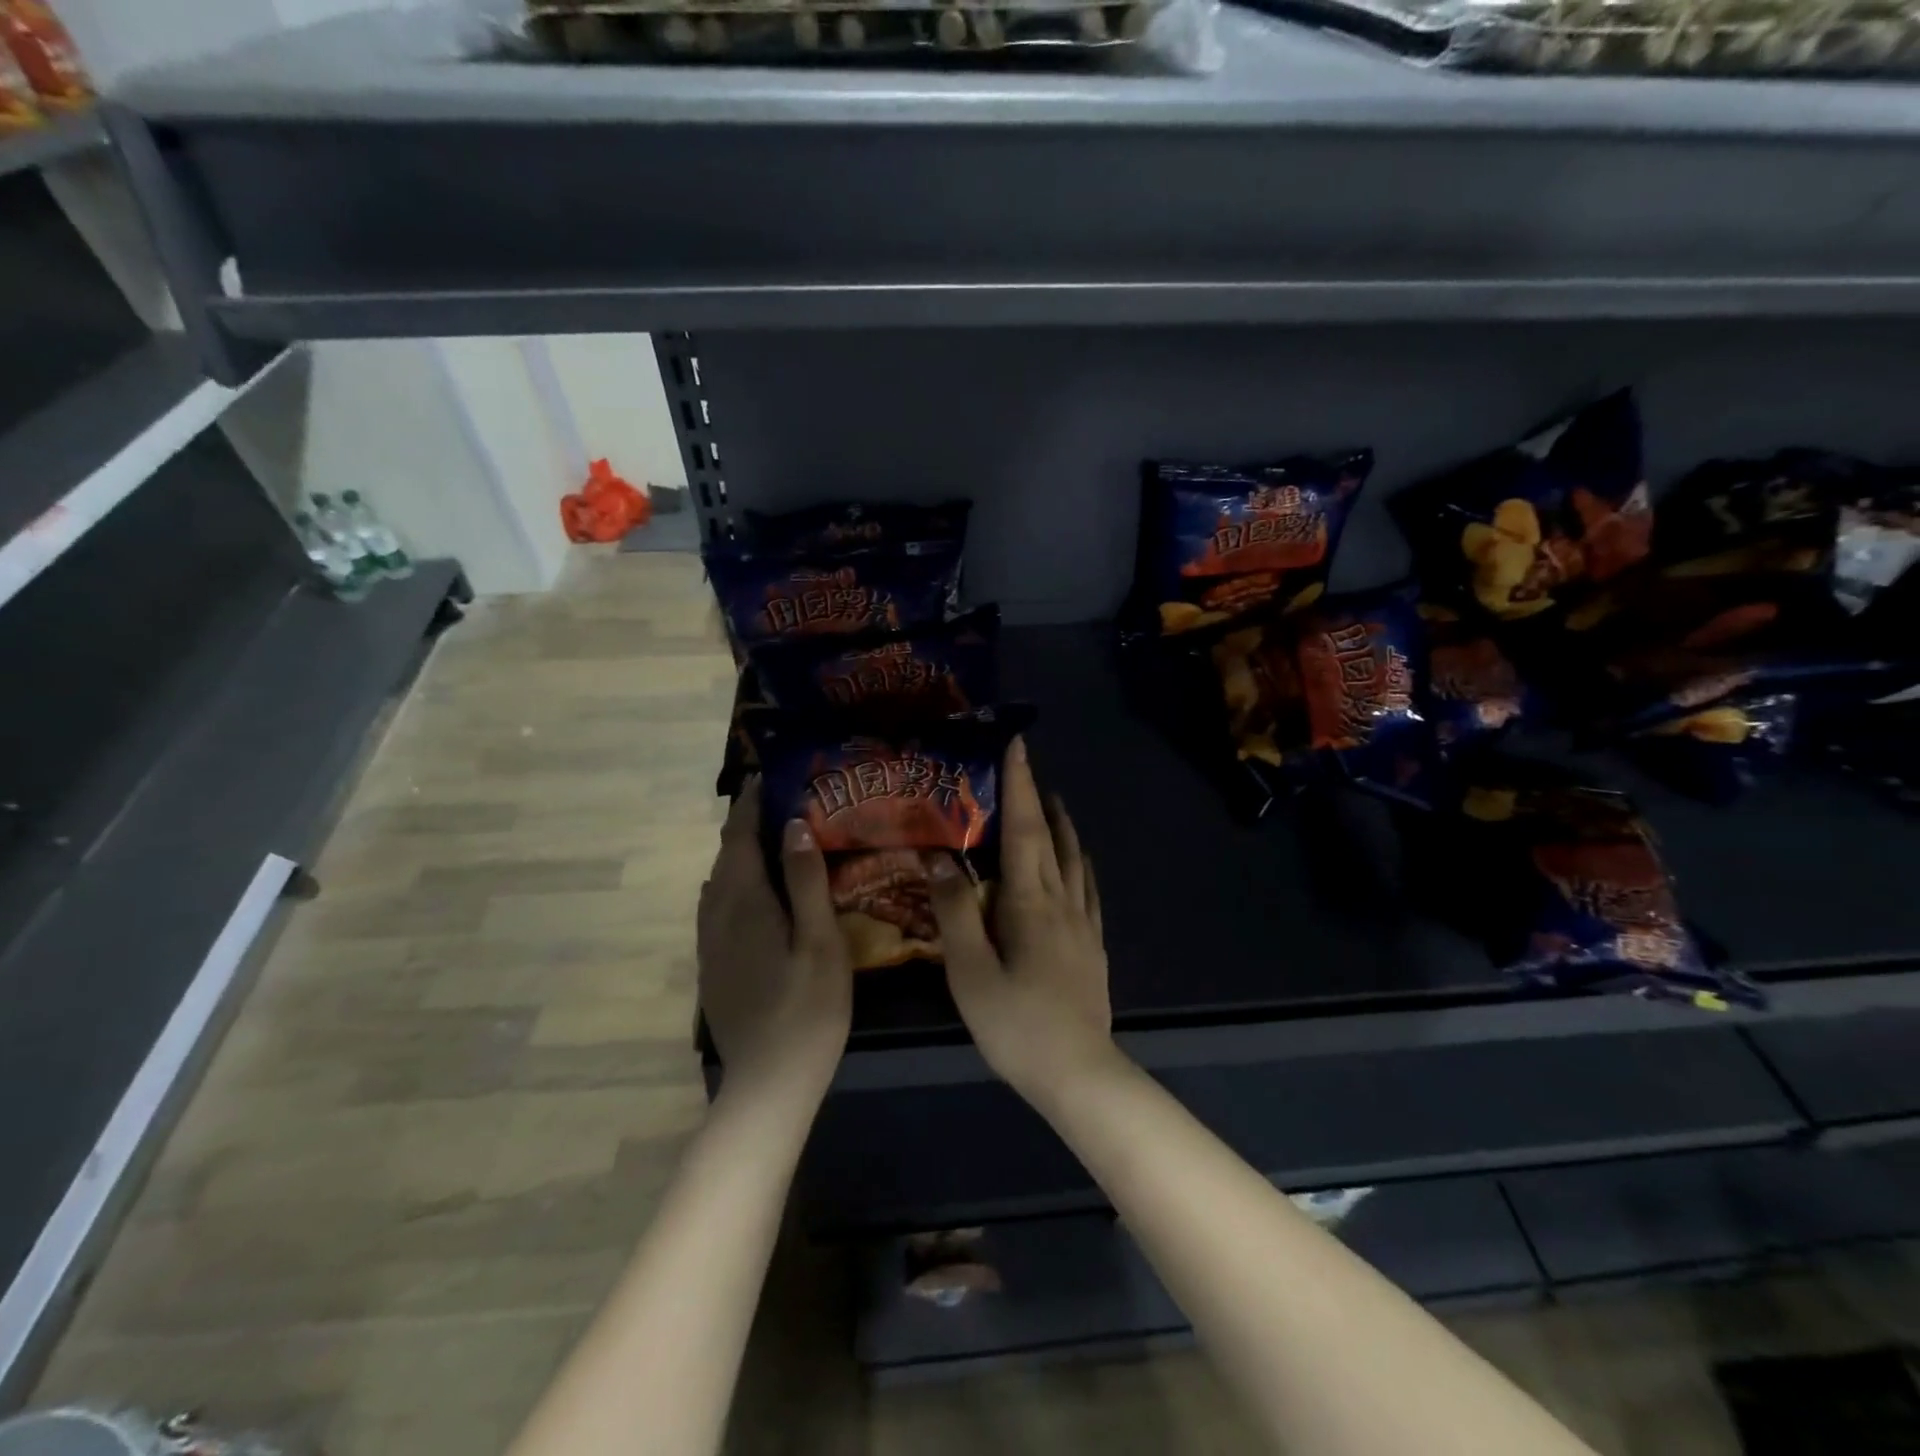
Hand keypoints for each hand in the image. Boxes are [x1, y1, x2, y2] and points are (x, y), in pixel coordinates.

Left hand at [697, 779, 852, 1100]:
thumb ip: (806, 880)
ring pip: (718, 883)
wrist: (767, 1083)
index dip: (751, 805)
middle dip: (745, 824)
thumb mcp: (819, 940)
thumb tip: (794, 824)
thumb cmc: (806, 1009)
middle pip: (726, 857)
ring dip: (738, 854)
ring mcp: (710, 944)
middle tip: (778, 801)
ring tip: (768, 838)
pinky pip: (717, 907)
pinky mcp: (713, 966)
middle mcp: (717, 916)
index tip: (768, 776)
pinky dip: (734, 883)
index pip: (741, 838)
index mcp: (744, 903)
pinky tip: (753, 892)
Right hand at [924, 738, 1114, 1103]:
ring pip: (1074, 859)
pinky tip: (1077, 864)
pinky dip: (1078, 861)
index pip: (1025, 828)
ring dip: (1061, 824)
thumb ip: (955, 910)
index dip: (1020, 784)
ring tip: (1051, 803)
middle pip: (1052, 836)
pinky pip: (1086, 887)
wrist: (1078, 1074)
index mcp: (1030, 901)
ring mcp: (1083, 923)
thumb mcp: (970, 971)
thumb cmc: (1016, 1023)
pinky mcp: (1092, 944)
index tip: (1017, 744)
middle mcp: (1062, 900)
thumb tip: (938, 855)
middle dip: (1038, 797)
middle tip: (1026, 768)